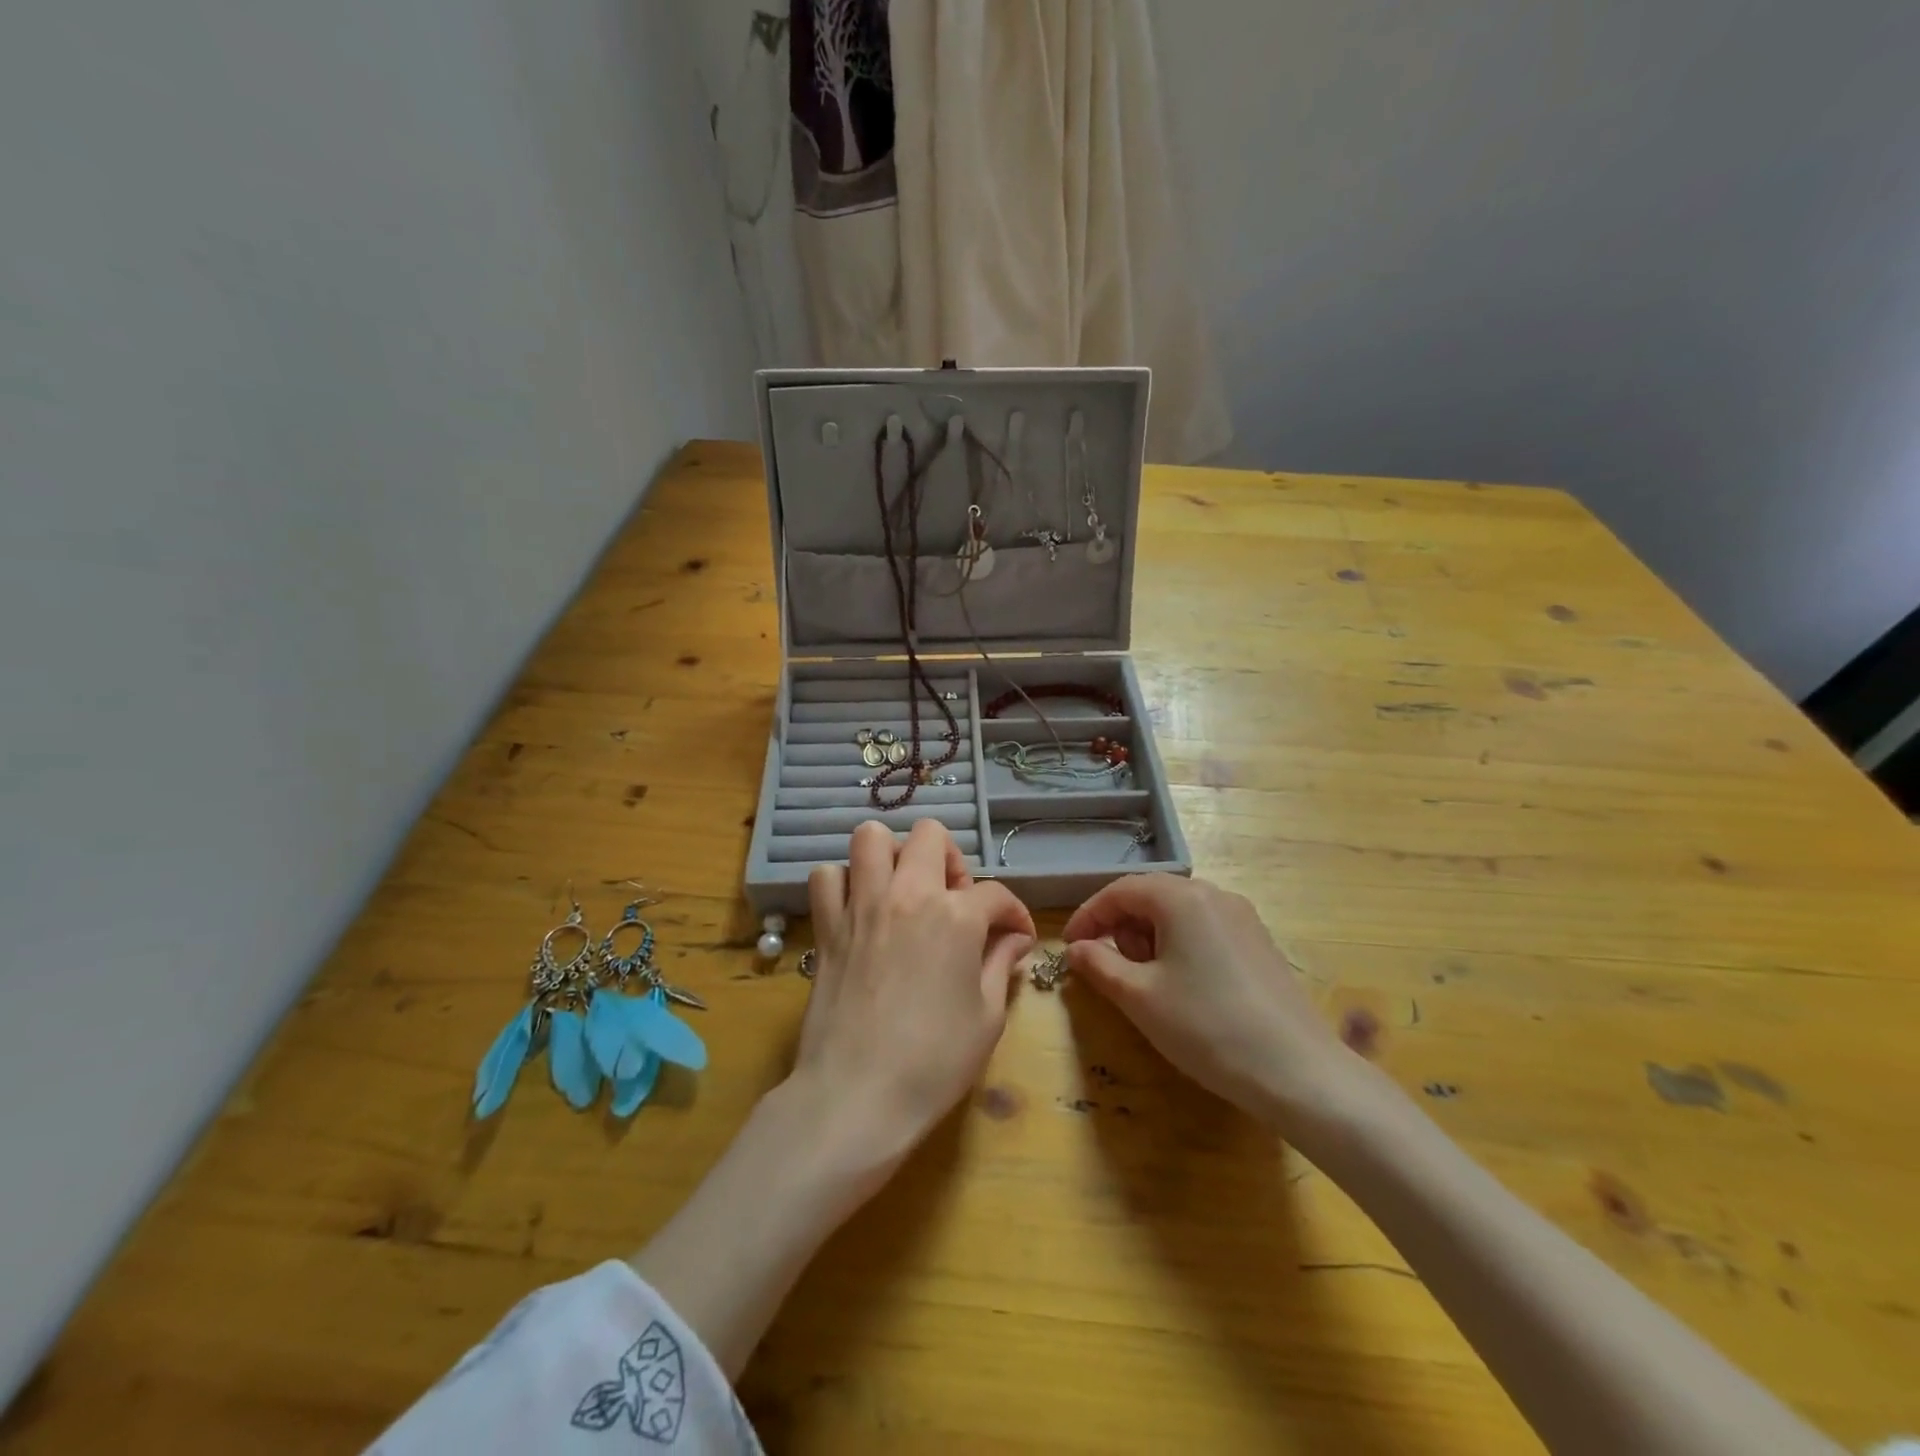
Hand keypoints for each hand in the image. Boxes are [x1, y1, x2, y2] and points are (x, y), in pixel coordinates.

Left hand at [787, 819, 1035, 1186]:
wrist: (857, 1097)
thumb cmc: (933, 1063)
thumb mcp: (987, 1017)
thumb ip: (1001, 965)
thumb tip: (1013, 940)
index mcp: (955, 916)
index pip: (995, 893)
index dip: (1014, 913)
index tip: (1016, 937)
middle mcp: (908, 894)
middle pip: (930, 836)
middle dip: (951, 859)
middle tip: (954, 900)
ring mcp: (861, 905)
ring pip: (870, 837)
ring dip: (892, 855)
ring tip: (903, 890)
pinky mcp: (826, 926)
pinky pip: (826, 877)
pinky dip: (843, 883)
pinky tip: (858, 909)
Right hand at [1063, 874, 1369, 1135]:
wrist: (1298, 1072)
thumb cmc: (1207, 1027)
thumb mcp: (1139, 997)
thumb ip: (1099, 964)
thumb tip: (1077, 948)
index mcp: (1182, 898)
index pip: (1120, 891)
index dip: (1089, 916)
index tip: (1070, 948)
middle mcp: (1214, 895)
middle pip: (1151, 896)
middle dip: (1122, 928)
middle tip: (1113, 971)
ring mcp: (1242, 918)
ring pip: (1178, 914)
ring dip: (1150, 939)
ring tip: (1149, 984)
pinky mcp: (1259, 943)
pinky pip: (1205, 929)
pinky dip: (1180, 947)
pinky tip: (1185, 988)